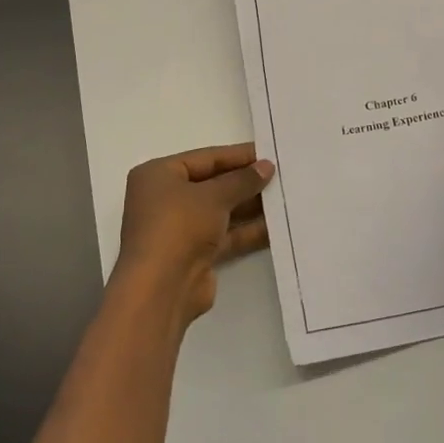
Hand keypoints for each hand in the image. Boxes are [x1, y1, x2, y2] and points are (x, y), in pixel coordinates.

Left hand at [113, 143, 272, 329]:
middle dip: (246, 182)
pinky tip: (276, 226)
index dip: (238, 156)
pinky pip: (225, 236)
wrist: (161, 289)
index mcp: (158, 176)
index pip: (205, 158)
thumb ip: (242, 180)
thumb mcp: (214, 196)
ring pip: (221, 212)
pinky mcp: (194, 255)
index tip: (269, 154)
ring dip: (250, 207)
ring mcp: (179, 229)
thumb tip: (266, 167)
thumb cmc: (179, 226)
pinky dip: (247, 231)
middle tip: (282, 176)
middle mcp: (165, 200)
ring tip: (284, 198)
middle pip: (213, 185)